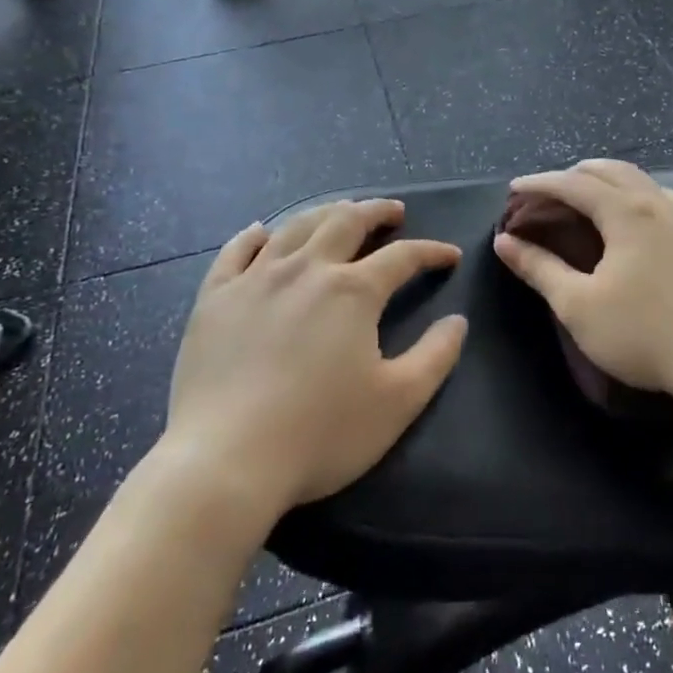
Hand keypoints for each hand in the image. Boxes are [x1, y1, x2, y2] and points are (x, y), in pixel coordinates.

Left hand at [161, 198, 466, 515]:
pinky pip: (235, 252)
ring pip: (295, 227)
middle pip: (346, 222)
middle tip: (393, 212)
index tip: (449, 255)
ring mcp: (255, 279)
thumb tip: (457, 321)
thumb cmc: (321, 433)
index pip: (403, 257)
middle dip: (376, 212)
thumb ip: (436, 356)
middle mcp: (306, 269)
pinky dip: (253, 236)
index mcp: (353, 291)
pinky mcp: (215, 298)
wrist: (226, 460)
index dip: (431, 252)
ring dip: (325, 213)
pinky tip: (261, 231)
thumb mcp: (398, 401)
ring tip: (340, 212)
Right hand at [492, 160, 672, 401]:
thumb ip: (540, 269)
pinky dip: (642, 199)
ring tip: (594, 199)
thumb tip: (505, 242)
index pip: (574, 184)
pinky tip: (645, 221)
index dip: (540, 183)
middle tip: (550, 190)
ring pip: (645, 183)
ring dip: (611, 183)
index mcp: (626, 213)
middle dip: (575, 174)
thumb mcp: (579, 306)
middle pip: (612, 172)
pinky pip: (669, 202)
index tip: (514, 189)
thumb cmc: (645, 334)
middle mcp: (660, 204)